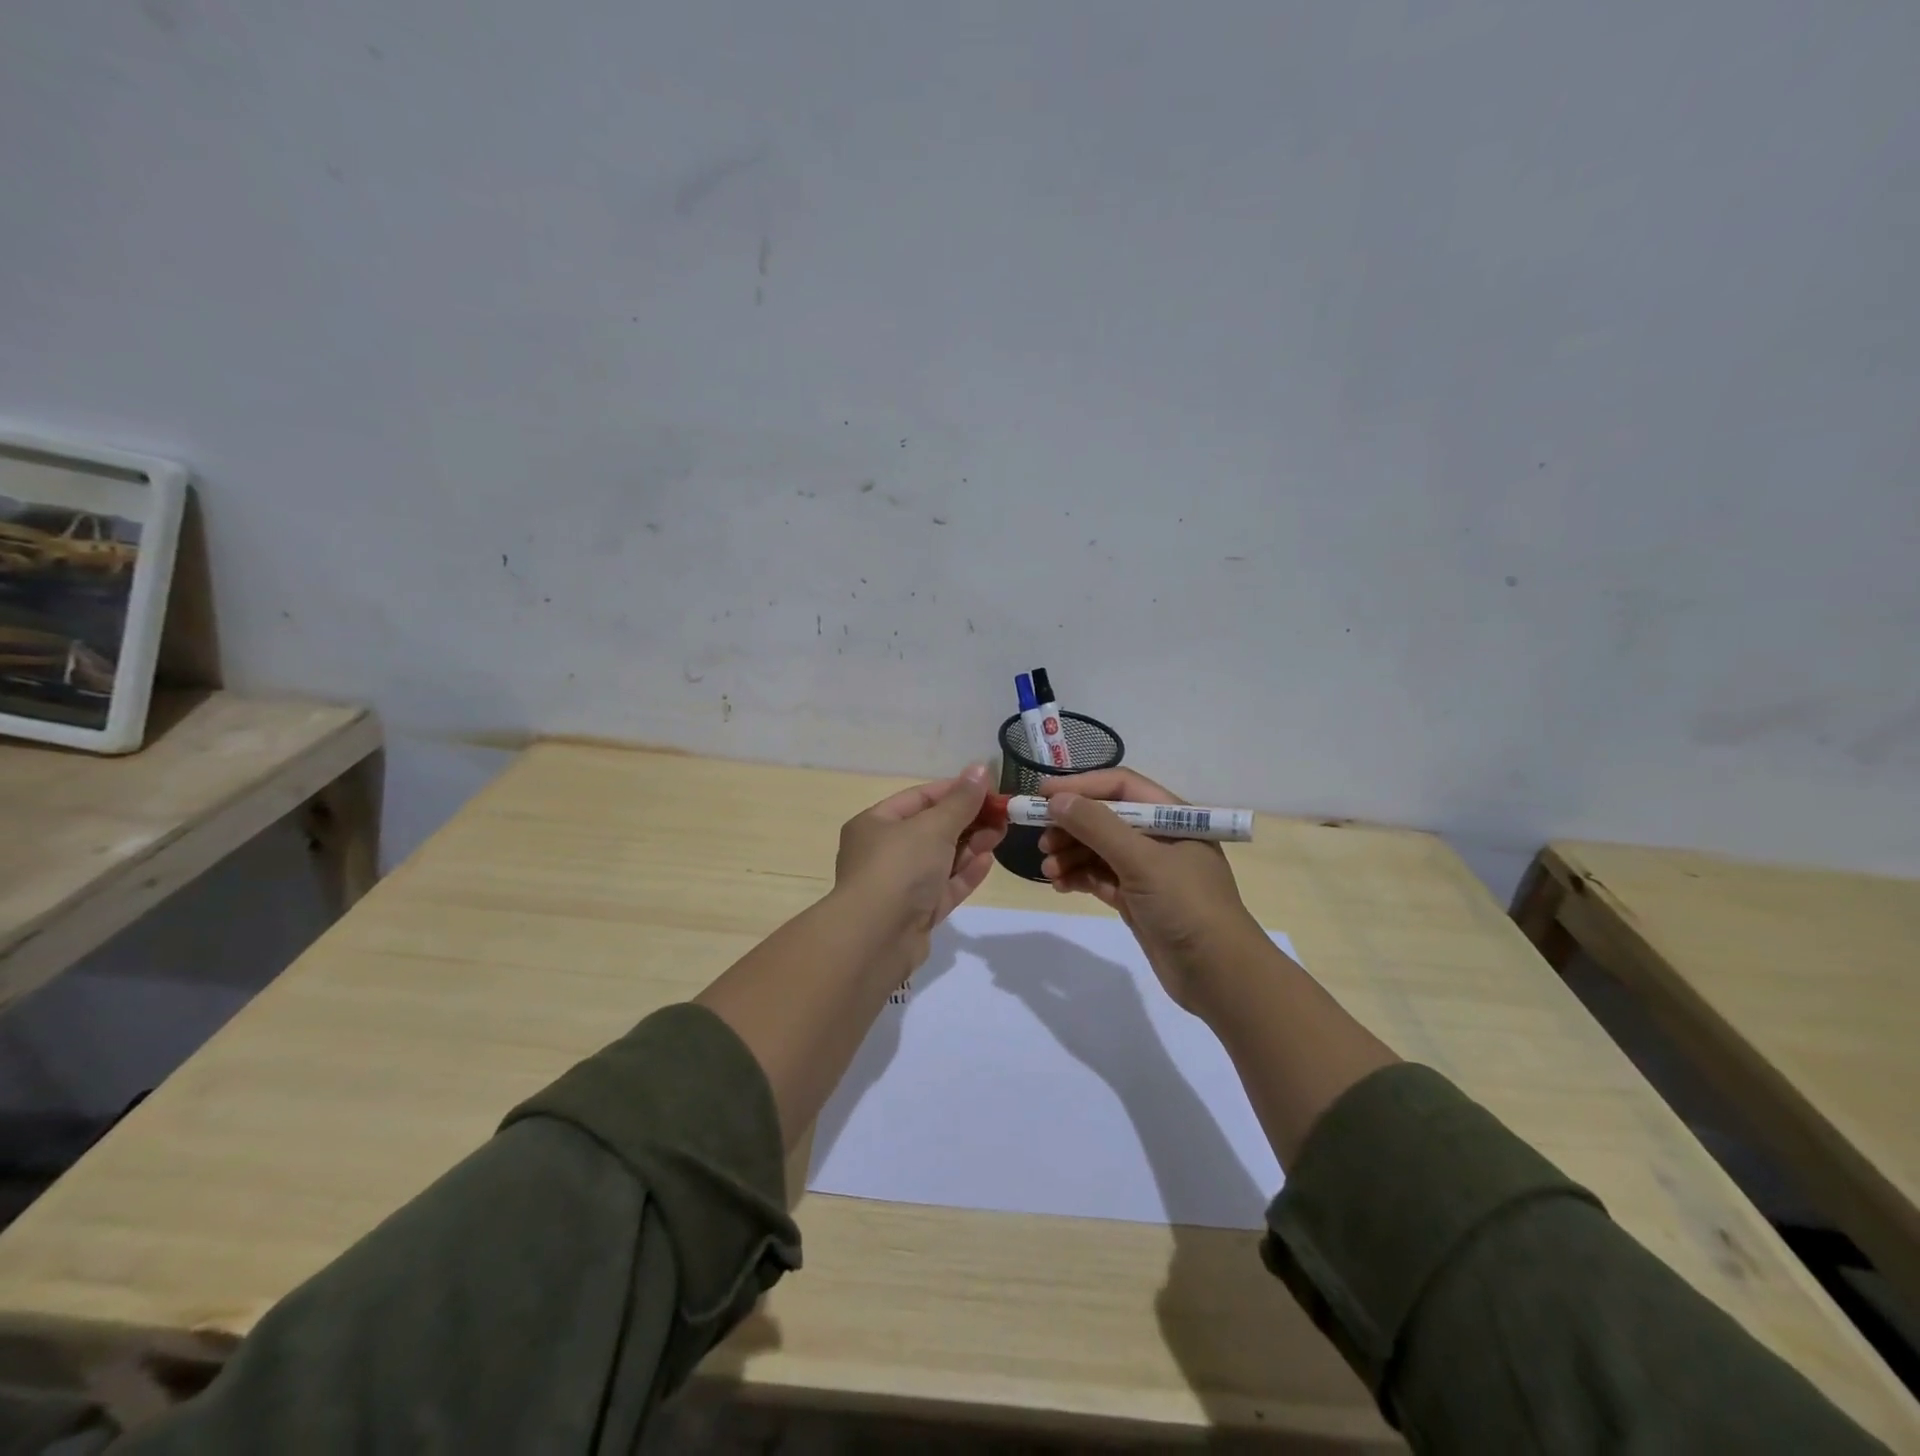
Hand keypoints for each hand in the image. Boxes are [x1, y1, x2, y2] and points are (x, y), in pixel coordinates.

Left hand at [834, 765, 1004, 961]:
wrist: (875, 939)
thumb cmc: (899, 868)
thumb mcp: (933, 826)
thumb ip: (961, 801)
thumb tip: (979, 768)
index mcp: (875, 824)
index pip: (919, 798)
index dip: (955, 791)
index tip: (990, 789)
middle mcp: (883, 852)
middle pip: (931, 829)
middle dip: (968, 820)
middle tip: (1003, 815)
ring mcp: (899, 886)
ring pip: (940, 859)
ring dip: (970, 846)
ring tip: (1001, 834)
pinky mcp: (915, 914)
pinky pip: (943, 887)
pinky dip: (964, 874)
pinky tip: (988, 861)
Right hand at [1037, 768, 1263, 1014]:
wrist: (1218, 975)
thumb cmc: (1186, 905)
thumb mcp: (1141, 860)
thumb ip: (1097, 826)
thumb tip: (1057, 800)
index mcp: (1172, 817)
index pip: (1120, 787)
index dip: (1081, 786)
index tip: (1043, 794)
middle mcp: (1160, 838)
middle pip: (1105, 818)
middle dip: (1071, 826)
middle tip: (1042, 840)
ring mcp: (1149, 871)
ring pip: (1099, 850)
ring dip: (1071, 854)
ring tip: (1049, 869)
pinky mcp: (1137, 900)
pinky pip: (1100, 878)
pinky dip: (1079, 877)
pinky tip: (1060, 884)